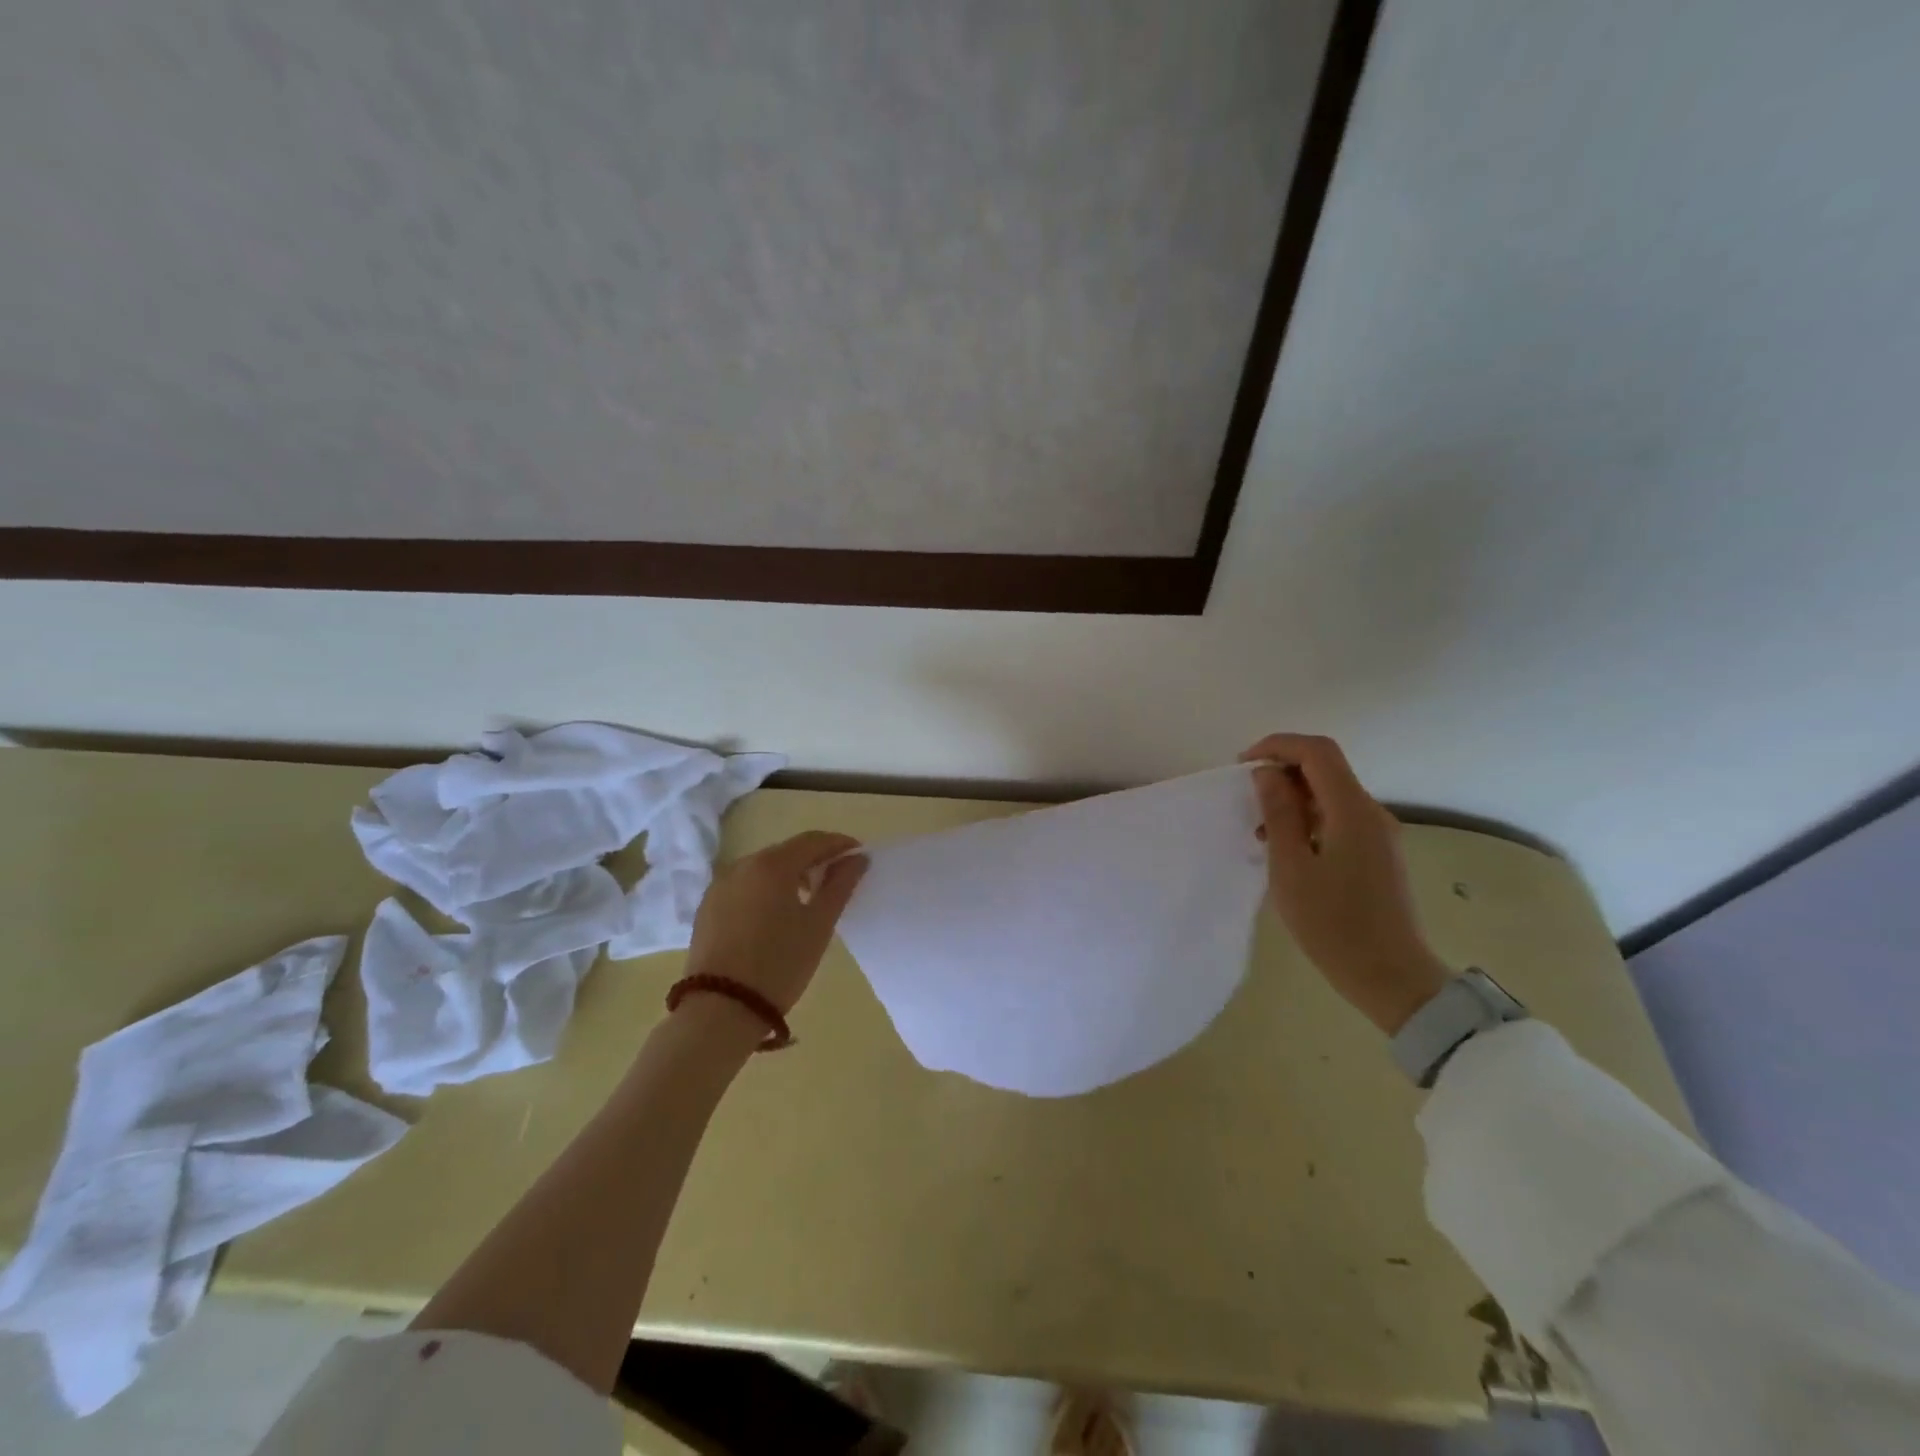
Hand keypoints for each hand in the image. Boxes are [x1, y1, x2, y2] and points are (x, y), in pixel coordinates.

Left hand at [682, 831, 867, 1015]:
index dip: (839, 844)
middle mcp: (742, 865)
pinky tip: (775, 914)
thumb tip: (857, 858)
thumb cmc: (780, 964)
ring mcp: (720, 885)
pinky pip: (744, 886)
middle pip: (787, 851)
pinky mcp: (707, 907)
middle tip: (837, 879)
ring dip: (789, 875)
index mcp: (772, 865)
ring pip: (763, 868)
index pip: (813, 841)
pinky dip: (765, 890)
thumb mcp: (819, 925)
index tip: (858, 856)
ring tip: (808, 899)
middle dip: (814, 860)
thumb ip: (840, 885)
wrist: (720, 1009)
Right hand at [1240, 734, 1449, 1034]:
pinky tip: (1288, 849)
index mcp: (1352, 810)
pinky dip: (1309, 819)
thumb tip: (1267, 773)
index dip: (1278, 745)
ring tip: (1261, 831)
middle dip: (1283, 771)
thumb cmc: (1333, 924)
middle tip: (1247, 799)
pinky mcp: (1378, 853)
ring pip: (1332, 793)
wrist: (1390, 976)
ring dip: (1293, 798)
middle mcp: (1372, 812)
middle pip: (1326, 768)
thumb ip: (1279, 813)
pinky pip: (1340, 817)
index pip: (1317, 751)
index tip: (1243, 765)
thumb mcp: (1291, 867)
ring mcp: (1379, 833)